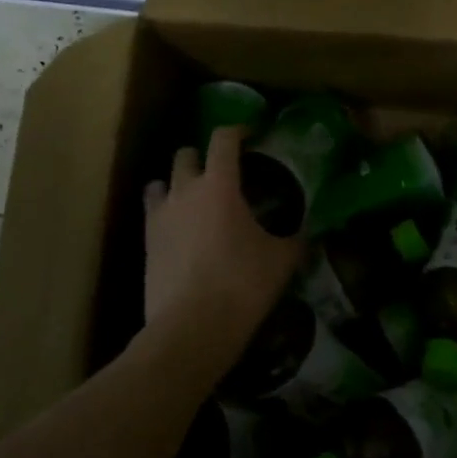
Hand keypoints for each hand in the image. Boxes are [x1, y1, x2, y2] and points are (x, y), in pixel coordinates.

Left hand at [143, 126, 301, 338]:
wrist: (192, 327)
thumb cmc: (243, 284)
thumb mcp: (282, 259)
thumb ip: (296, 237)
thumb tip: (311, 230)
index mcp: (219, 184)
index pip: (224, 138)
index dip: (239, 130)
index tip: (253, 135)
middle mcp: (184, 190)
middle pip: (186, 154)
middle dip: (204, 156)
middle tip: (224, 172)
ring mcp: (160, 216)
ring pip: (161, 182)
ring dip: (178, 182)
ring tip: (196, 199)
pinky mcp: (146, 243)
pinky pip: (153, 213)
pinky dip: (166, 212)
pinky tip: (182, 230)